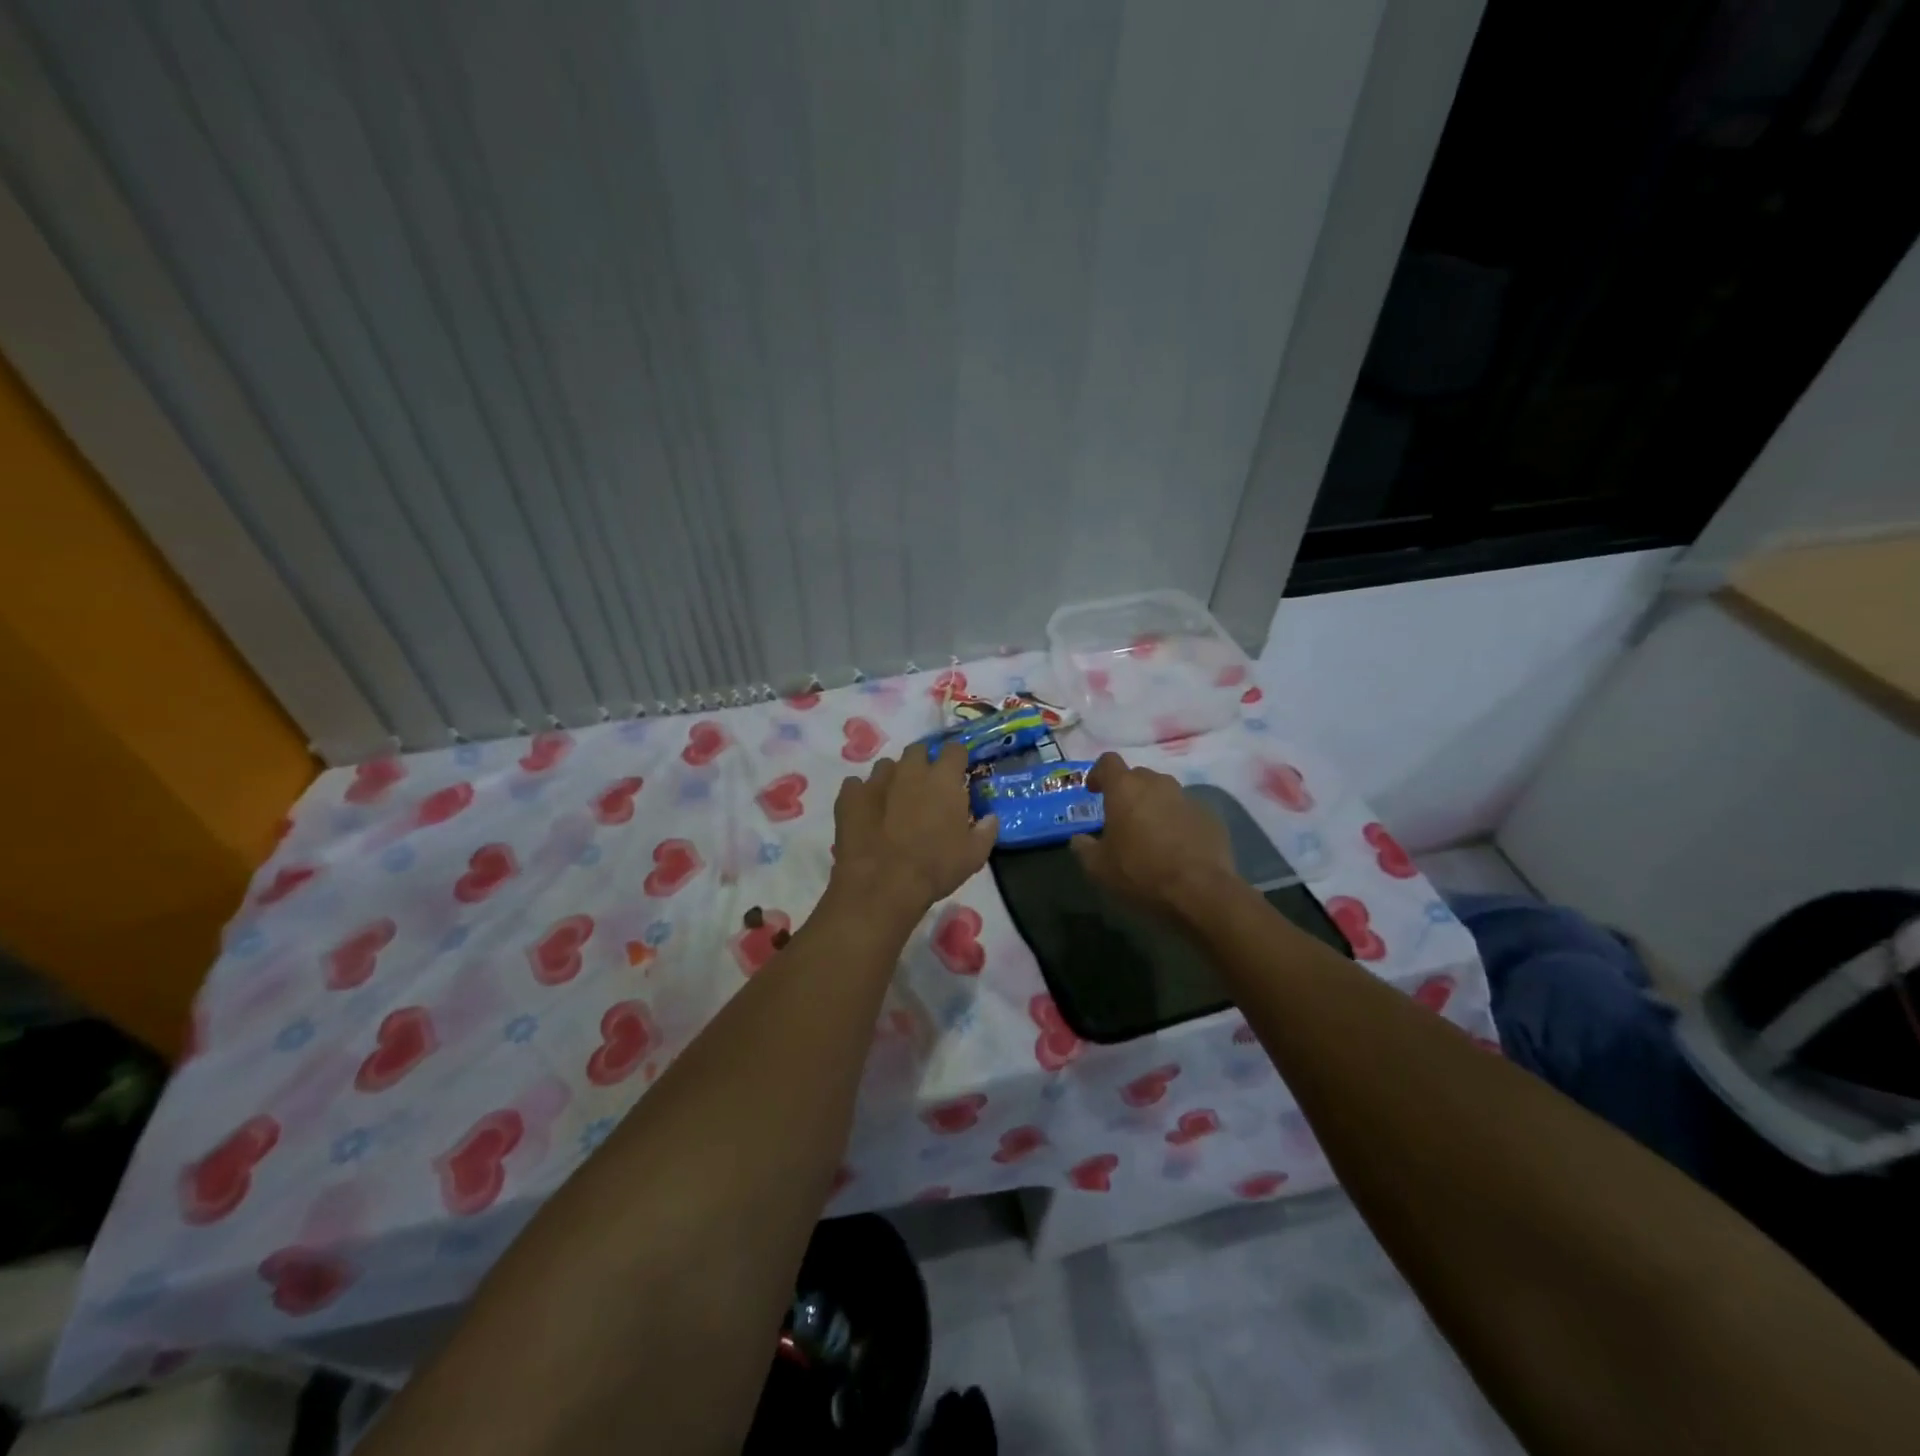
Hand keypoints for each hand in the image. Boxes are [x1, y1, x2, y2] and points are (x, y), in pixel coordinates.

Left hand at [831, 742, 997, 916]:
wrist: (882, 885)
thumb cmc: (935, 868)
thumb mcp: (973, 856)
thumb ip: (985, 831)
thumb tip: (989, 818)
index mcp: (943, 779)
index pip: (954, 749)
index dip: (956, 760)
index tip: (957, 775)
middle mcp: (910, 770)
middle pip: (918, 751)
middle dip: (923, 764)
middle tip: (925, 789)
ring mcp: (876, 780)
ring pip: (887, 766)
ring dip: (893, 779)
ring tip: (893, 803)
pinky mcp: (849, 796)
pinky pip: (856, 785)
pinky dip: (862, 795)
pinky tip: (865, 814)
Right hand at [1072, 752, 1237, 916]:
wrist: (1200, 892)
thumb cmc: (1140, 873)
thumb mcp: (1098, 868)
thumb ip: (1083, 848)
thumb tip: (1079, 840)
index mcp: (1125, 788)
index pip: (1108, 762)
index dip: (1098, 773)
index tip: (1094, 791)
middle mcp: (1157, 783)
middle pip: (1137, 776)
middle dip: (1127, 792)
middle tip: (1121, 818)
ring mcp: (1187, 798)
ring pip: (1164, 792)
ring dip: (1153, 806)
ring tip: (1150, 834)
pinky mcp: (1210, 816)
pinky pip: (1186, 811)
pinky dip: (1177, 821)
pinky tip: (1176, 847)